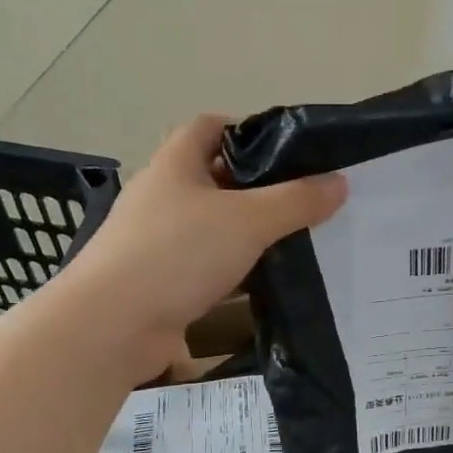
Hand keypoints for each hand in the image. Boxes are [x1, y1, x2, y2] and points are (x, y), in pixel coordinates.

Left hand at [60, 115, 345, 375]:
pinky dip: (235, 271)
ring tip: (298, 240)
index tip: (290, 151)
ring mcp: (158, 242)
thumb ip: (295, 201)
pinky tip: (267, 282)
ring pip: (214, 226)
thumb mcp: (247, 221)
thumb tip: (340, 183)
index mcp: (175, 165)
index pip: (210, 127)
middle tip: (306, 200)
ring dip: (249, 233)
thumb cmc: (177, 254)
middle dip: (260, 187)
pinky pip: (207, 267)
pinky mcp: (161, 282)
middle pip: (216, 178)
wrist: (111, 326)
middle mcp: (163, 197)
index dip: (248, 129)